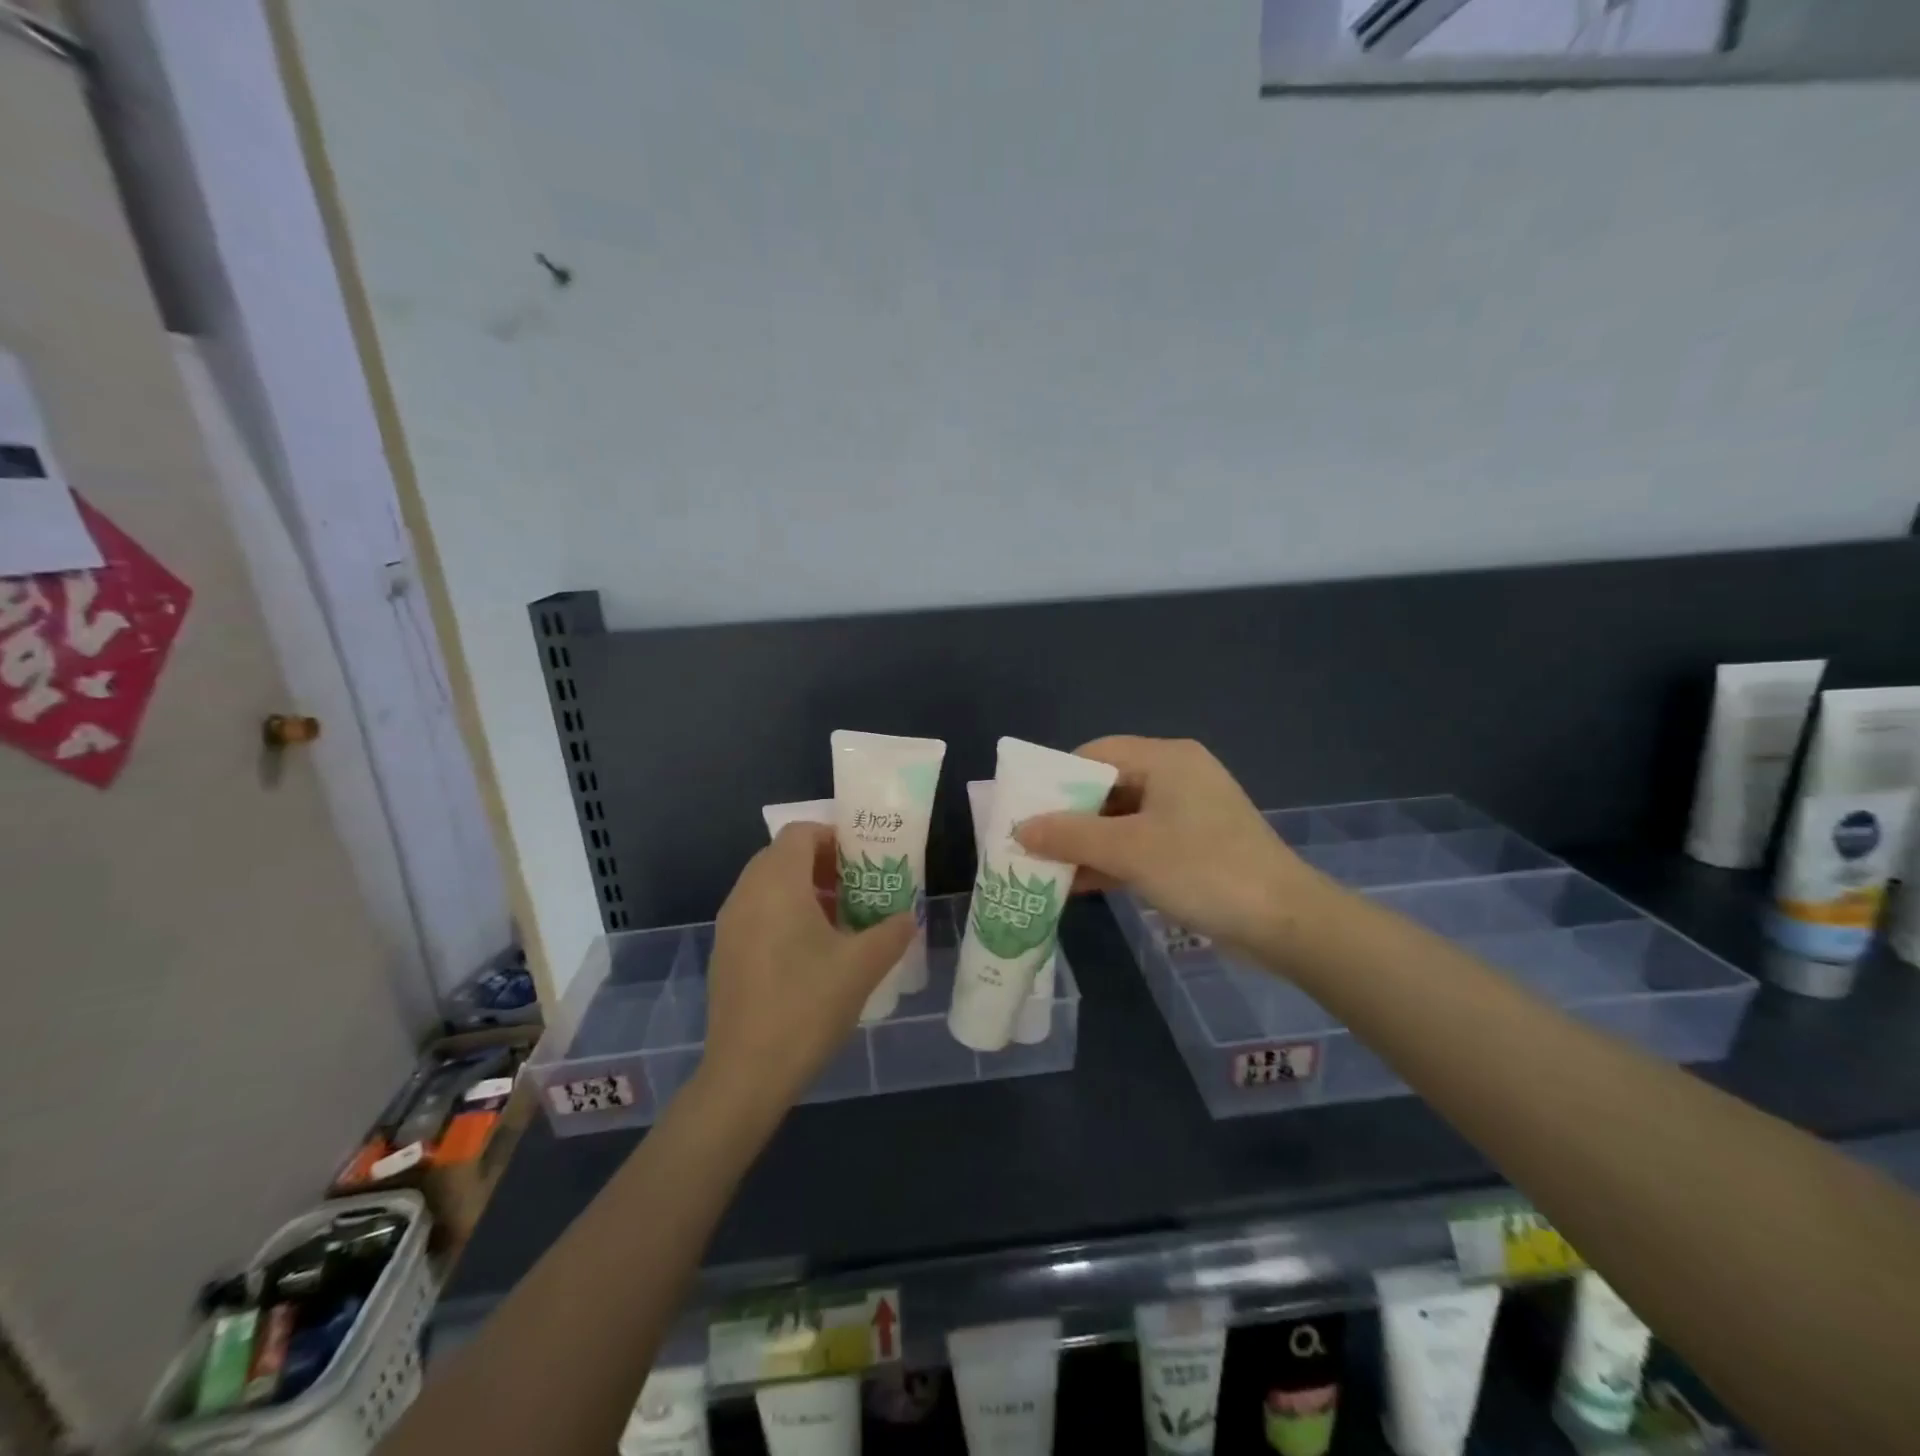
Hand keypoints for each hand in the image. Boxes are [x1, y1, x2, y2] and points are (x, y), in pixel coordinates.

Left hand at [698, 823, 915, 1115]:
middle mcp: (746, 894)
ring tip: (841, 921)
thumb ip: (891, 932)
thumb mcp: (862, 966)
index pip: (801, 833)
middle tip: (858, 888)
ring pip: (768, 886)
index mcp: (776, 884)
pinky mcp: (725, 954)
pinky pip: (757, 913)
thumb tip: (908, 917)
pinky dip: (784, 915)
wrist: (746, 1074)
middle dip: (823, 864)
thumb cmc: (806, 1006)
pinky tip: (811, 954)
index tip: (864, 860)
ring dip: (804, 891)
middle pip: (783, 856)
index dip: (834, 837)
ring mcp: (730, 925)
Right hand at [1015, 736, 1318, 952]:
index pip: (1097, 753)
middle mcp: (1177, 776)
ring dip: (1087, 843)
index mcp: (1166, 759)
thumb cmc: (1204, 870)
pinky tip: (1079, 884)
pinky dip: (1112, 859)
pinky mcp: (1194, 846)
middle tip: (1029, 842)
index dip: (1056, 779)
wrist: (1285, 923)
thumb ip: (1070, 836)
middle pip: (1108, 786)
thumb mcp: (1129, 851)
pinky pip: (1141, 843)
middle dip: (1068, 817)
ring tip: (1044, 868)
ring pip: (1122, 819)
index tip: (1025, 808)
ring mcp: (1188, 813)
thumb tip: (1020, 828)